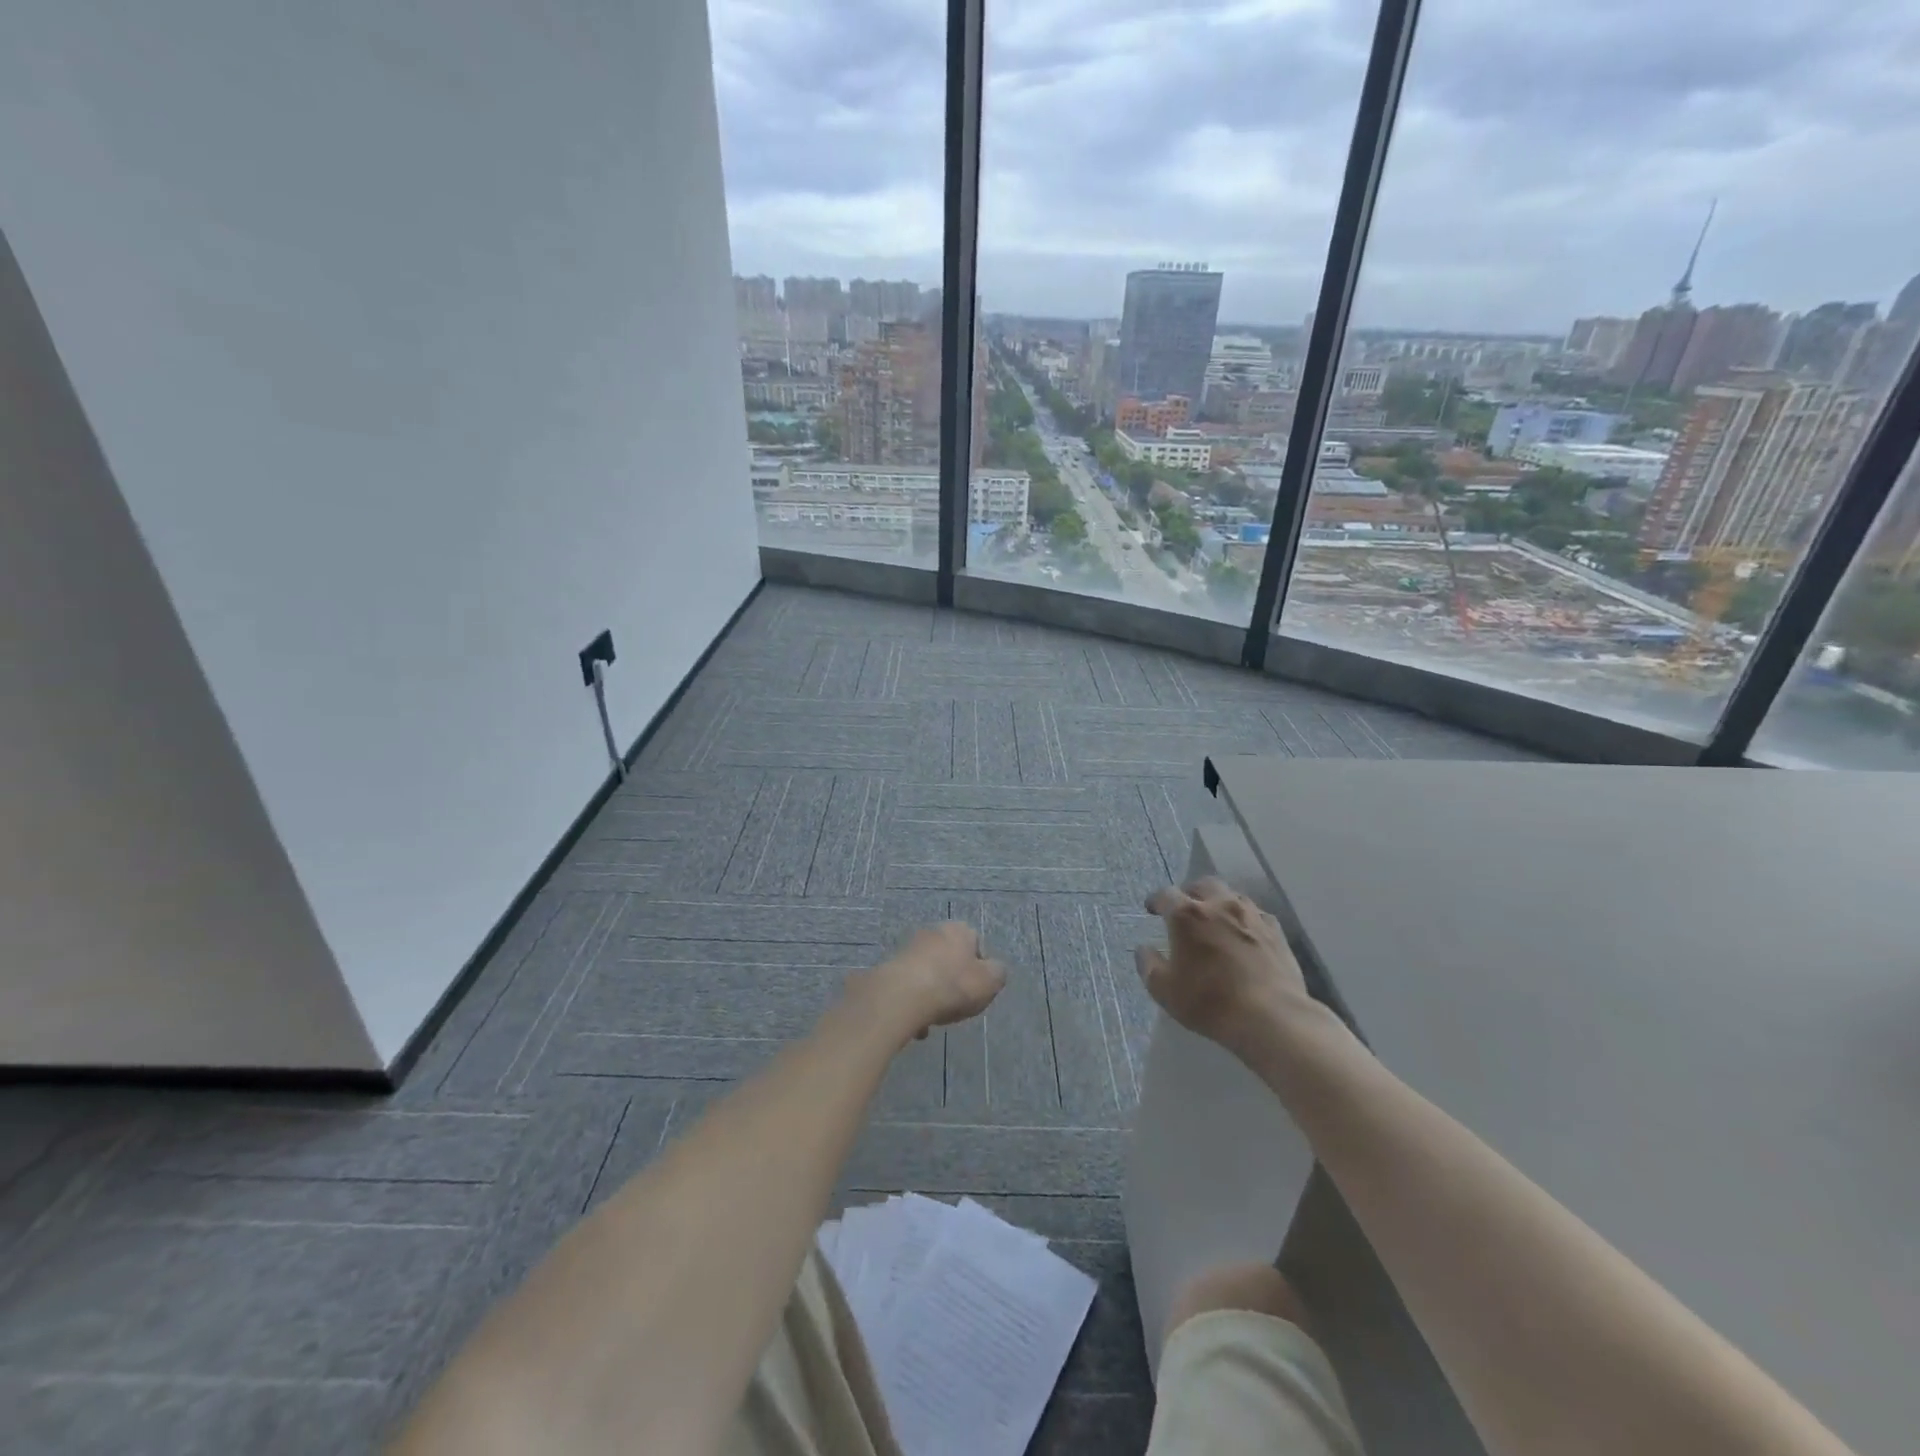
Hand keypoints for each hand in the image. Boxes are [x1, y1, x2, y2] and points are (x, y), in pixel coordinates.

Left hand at [853, 922, 1006, 1041]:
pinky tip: (918, 1025)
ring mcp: (908, 949)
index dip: (981, 969)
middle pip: (950, 959)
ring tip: (936, 1019)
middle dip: (954, 982)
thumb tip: (993, 971)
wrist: (903, 996)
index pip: (976, 944)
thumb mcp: (990, 981)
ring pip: (929, 974)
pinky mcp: (890, 968)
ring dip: (933, 995)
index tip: (979, 990)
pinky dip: (915, 1004)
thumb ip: (998, 973)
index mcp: (958, 930)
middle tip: (958, 1005)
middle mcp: (932, 933)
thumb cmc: (953, 985)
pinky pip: (910, 988)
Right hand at [1136, 879, 1313, 1057]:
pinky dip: (1245, 919)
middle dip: (1190, 893)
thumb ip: (1149, 965)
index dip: (1156, 900)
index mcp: (1187, 915)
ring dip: (1220, 902)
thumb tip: (1144, 949)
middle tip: (1185, 909)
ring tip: (1216, 920)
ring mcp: (1251, 915)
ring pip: (1232, 896)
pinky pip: (1256, 914)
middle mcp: (1219, 905)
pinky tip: (1245, 934)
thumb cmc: (1210, 1002)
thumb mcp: (1165, 990)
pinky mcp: (1276, 931)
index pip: (1166, 895)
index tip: (1152, 909)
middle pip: (1203, 885)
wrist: (1271, 1017)